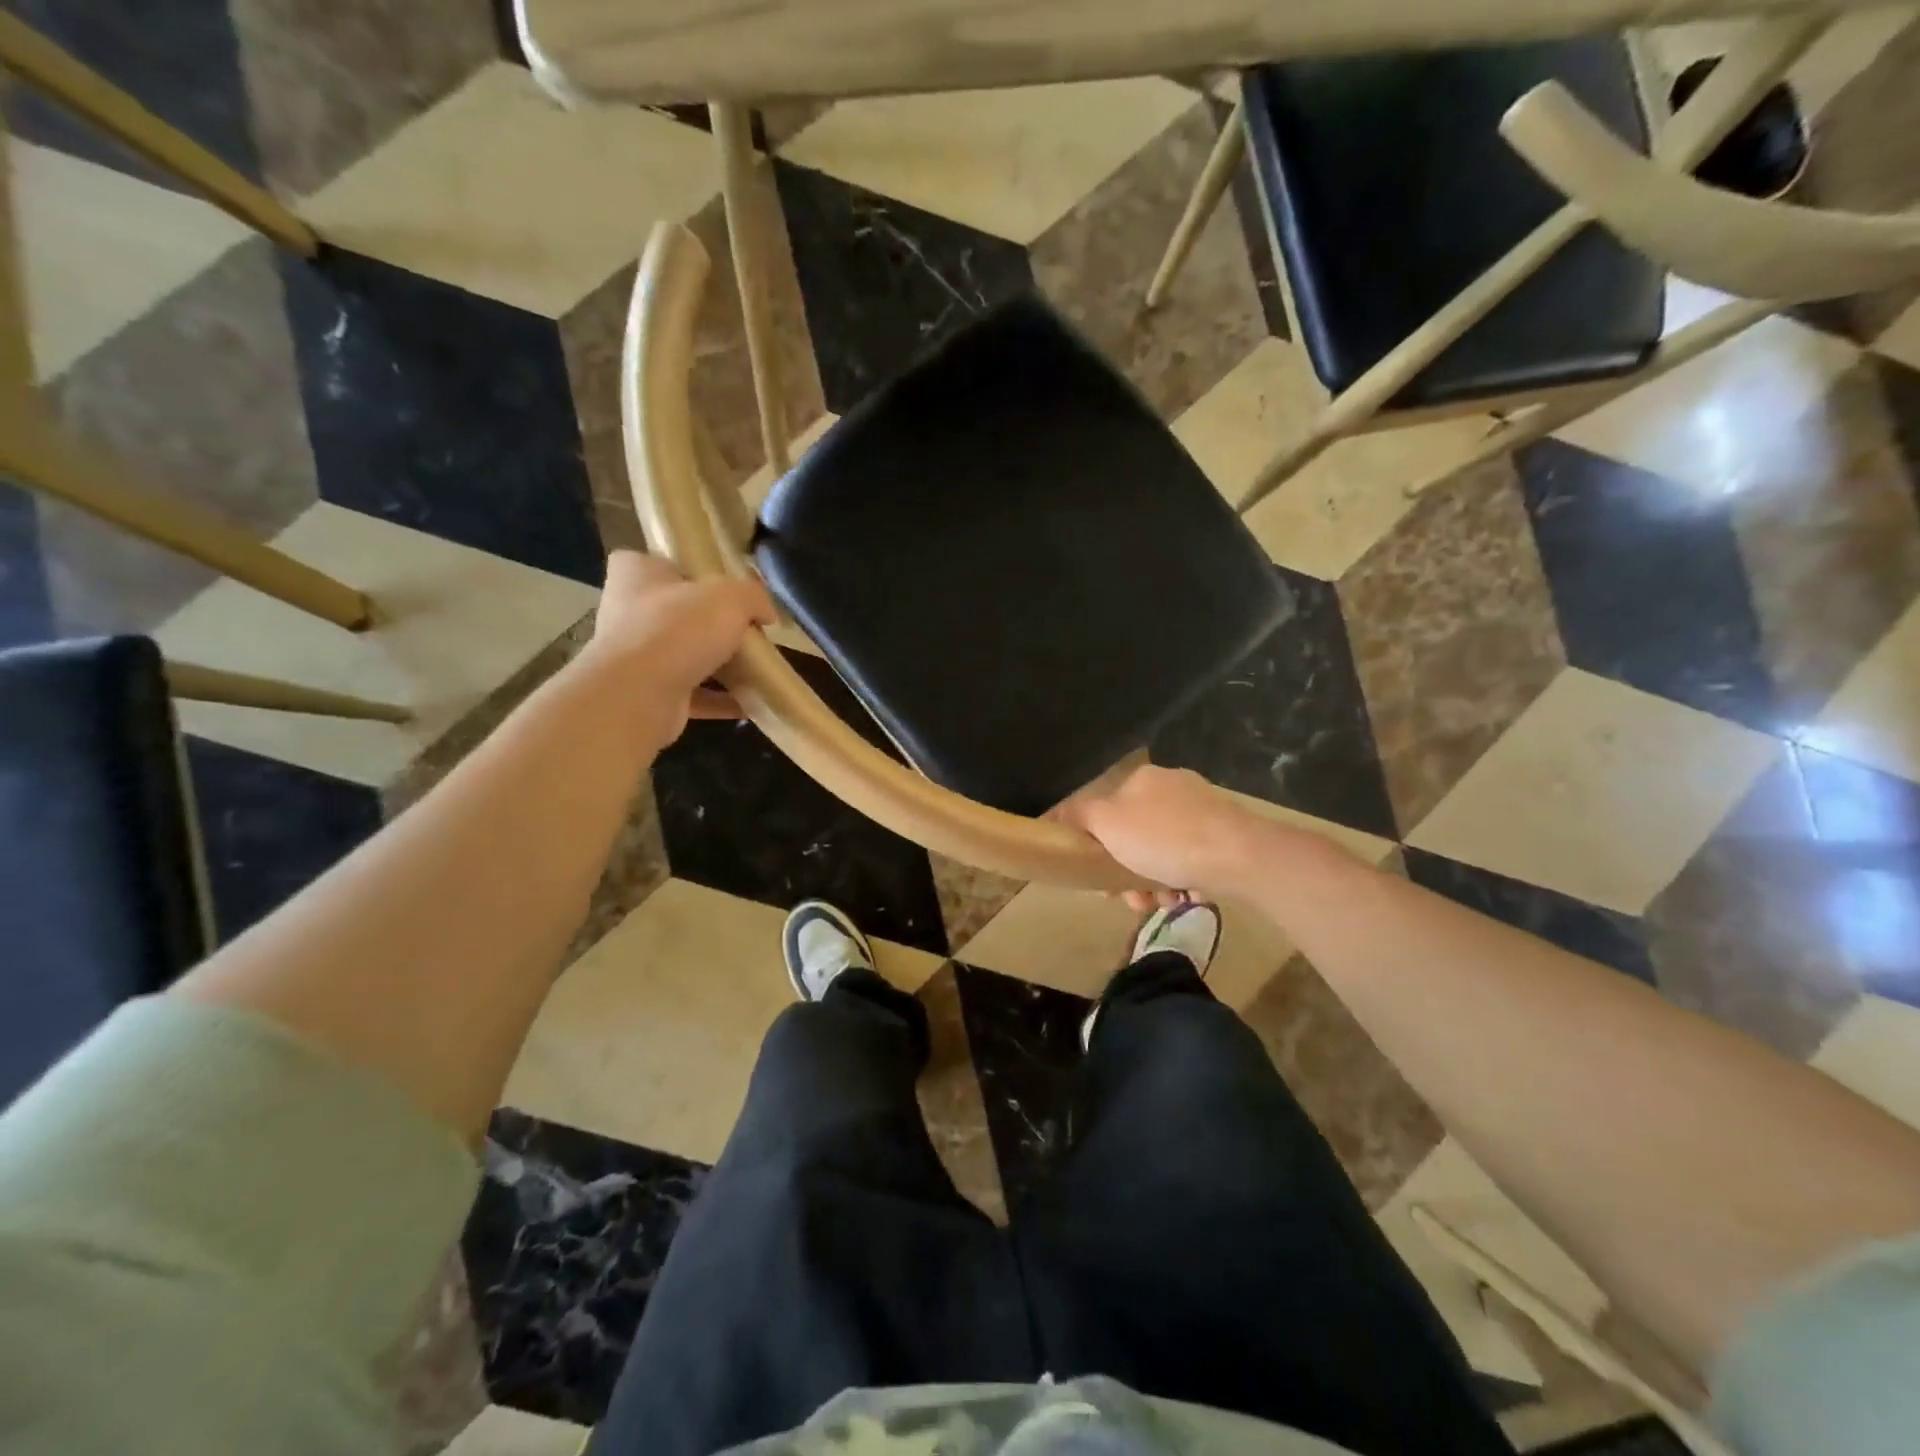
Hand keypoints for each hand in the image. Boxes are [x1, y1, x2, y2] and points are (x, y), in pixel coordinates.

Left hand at [584, 551, 775, 744]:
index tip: (725, 587)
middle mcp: (627, 612)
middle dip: (713, 624)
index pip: (662, 562)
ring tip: (756, 669)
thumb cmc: (677, 628)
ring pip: (685, 655)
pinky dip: (719, 699)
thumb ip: (754, 596)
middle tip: (748, 631)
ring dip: (719, 664)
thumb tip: (765, 613)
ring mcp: (634, 656)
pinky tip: (750, 703)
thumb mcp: (730, 596)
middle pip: (679, 612)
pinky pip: (692, 693)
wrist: (639, 695)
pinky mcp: (646, 694)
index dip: (694, 572)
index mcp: (636, 573)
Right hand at [1057, 765, 1270, 908]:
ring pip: (1162, 852)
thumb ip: (1079, 815)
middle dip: (1127, 872)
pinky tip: (1187, 896)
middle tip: (1132, 901)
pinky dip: (1183, 880)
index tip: (1100, 881)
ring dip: (1154, 882)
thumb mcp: (1108, 824)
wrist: (1240, 856)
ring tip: (1163, 903)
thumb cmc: (1165, 839)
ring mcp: (1203, 810)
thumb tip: (1056, 813)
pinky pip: (1191, 859)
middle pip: (1134, 836)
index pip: (1106, 812)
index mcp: (1142, 779)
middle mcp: (1172, 787)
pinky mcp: (1226, 834)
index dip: (1097, 849)